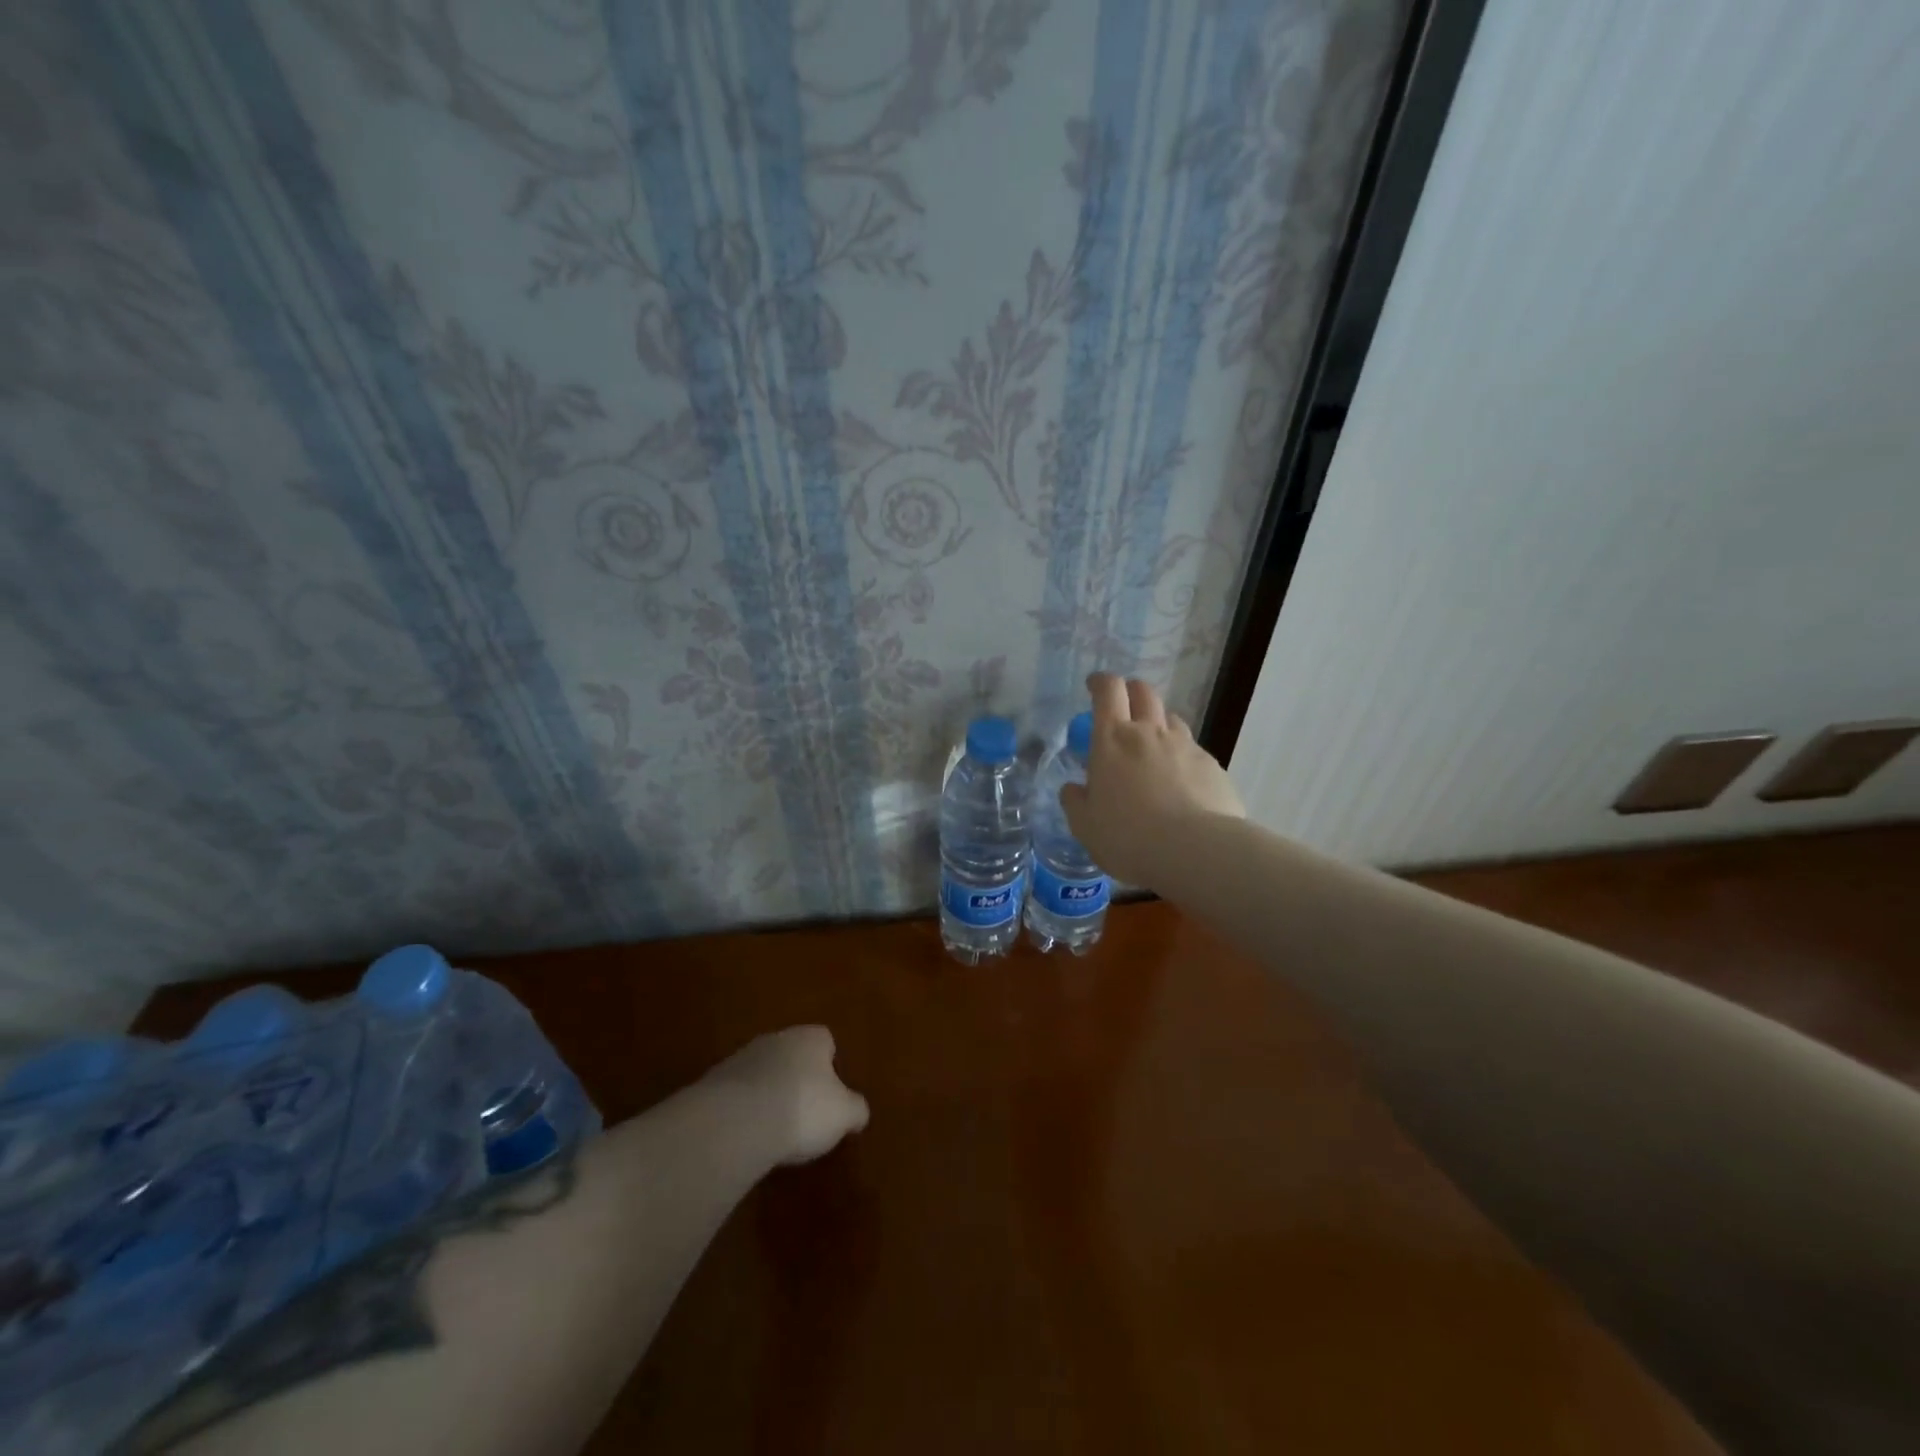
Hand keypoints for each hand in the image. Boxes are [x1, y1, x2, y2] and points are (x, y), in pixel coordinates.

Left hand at [699, 1025, 869, 1165]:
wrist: (738, 1121)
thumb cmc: (803, 1108)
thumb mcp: (843, 1114)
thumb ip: (855, 1109)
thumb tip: (859, 1112)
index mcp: (811, 1038)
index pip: (826, 1041)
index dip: (830, 1065)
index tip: (831, 1092)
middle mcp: (777, 1038)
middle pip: (792, 1054)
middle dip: (798, 1077)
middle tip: (804, 1110)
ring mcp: (742, 1057)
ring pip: (763, 1072)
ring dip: (768, 1092)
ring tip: (774, 1128)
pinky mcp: (714, 1082)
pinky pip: (738, 1093)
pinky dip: (744, 1109)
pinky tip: (748, 1134)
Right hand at [1059, 673, 1245, 888]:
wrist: (1195, 851)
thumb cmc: (1128, 836)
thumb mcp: (1085, 826)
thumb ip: (1076, 802)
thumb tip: (1073, 789)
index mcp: (1112, 740)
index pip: (1107, 691)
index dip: (1100, 682)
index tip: (1095, 685)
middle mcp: (1150, 733)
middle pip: (1143, 693)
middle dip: (1131, 692)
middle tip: (1124, 709)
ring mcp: (1185, 746)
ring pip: (1171, 720)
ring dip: (1159, 725)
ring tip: (1153, 750)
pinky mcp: (1212, 766)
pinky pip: (1193, 752)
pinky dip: (1182, 759)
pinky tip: (1181, 786)